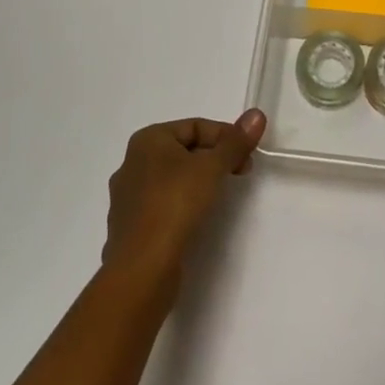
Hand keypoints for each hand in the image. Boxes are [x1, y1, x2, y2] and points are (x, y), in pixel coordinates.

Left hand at [102, 110, 266, 290]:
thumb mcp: (212, 168)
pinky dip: (183, 204)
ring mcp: (128, 197)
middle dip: (214, 158)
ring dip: (199, 181)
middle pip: (184, 150)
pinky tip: (196, 218)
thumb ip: (235, 142)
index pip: (195, 126)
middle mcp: (132, 163)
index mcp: (148, 140)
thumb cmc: (175, 205)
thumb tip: (257, 114)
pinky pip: (163, 204)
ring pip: (173, 178)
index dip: (226, 136)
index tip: (247, 155)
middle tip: (240, 172)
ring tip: (221, 195)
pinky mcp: (130, 227)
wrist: (141, 270)